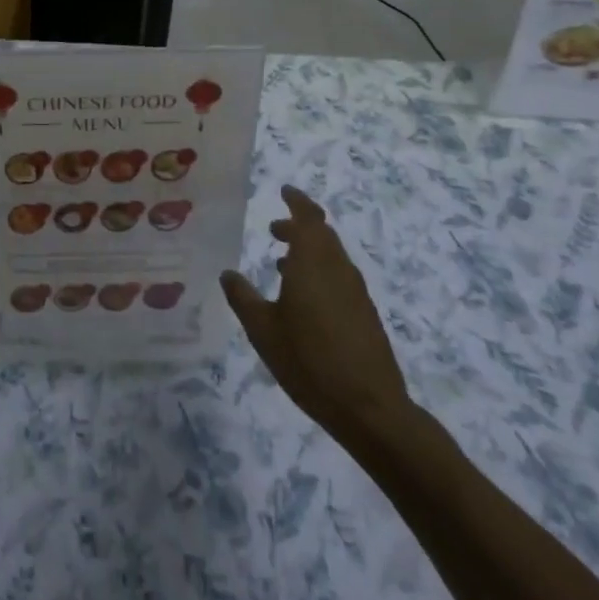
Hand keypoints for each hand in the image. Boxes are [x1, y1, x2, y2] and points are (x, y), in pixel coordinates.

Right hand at [221, 186, 415, 454]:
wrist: (370, 409)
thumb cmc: (309, 361)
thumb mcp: (263, 330)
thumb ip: (243, 298)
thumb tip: (228, 273)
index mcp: (313, 262)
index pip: (309, 217)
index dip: (297, 201)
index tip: (284, 191)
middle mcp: (338, 269)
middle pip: (322, 234)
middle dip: (299, 226)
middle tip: (274, 229)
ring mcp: (356, 292)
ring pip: (332, 256)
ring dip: (309, 251)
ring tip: (282, 263)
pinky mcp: (364, 314)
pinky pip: (339, 277)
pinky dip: (320, 272)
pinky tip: (304, 298)